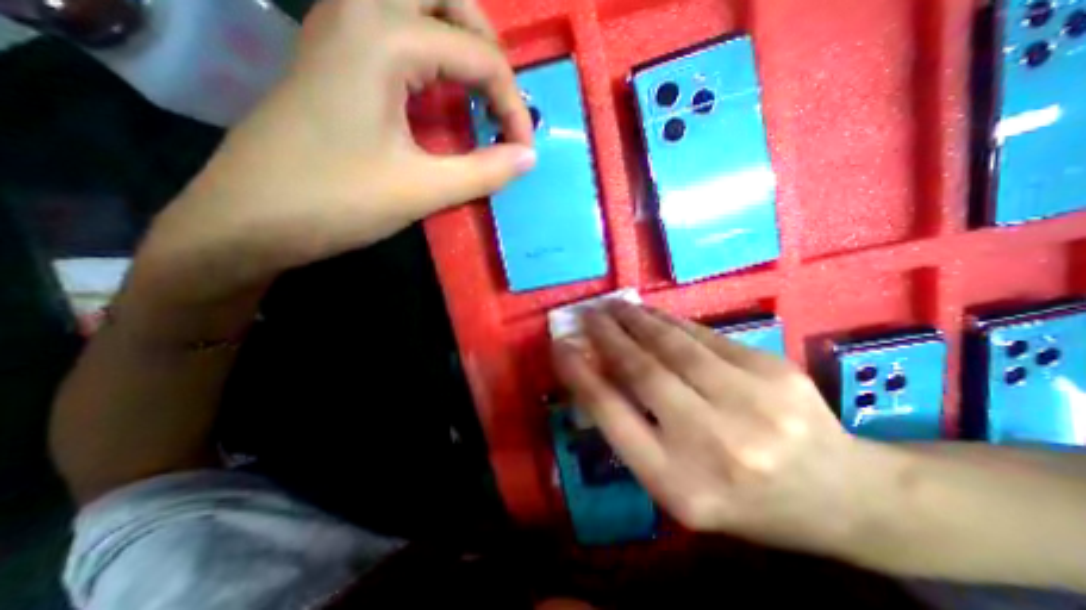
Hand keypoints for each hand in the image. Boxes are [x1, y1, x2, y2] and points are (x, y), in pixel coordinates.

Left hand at [138, 0, 535, 302]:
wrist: (249, 217)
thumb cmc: (336, 201)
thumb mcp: (422, 190)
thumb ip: (484, 172)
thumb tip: (529, 158)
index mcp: (384, 39)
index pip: (479, 56)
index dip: (513, 106)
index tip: (523, 150)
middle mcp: (358, 12)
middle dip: (487, 45)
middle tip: (502, 98)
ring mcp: (337, 28)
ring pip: (415, 4)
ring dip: (458, 41)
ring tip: (479, 91)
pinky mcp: (331, 56)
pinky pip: (393, 30)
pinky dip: (430, 53)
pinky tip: (438, 92)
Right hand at [556, 300, 874, 557]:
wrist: (841, 496)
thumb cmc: (743, 499)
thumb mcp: (677, 484)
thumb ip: (633, 432)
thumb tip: (595, 375)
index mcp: (680, 483)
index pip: (612, 415)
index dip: (580, 374)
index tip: (561, 346)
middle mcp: (713, 443)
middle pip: (643, 372)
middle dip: (608, 336)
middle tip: (587, 313)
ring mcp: (751, 403)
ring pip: (674, 345)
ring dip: (636, 320)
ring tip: (614, 306)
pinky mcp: (773, 370)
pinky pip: (705, 336)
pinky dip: (670, 321)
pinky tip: (653, 315)